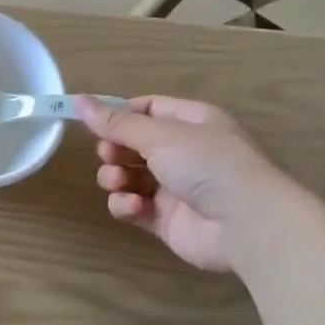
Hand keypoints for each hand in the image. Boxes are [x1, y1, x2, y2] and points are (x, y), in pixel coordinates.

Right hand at [77, 96, 281, 272]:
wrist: (246, 224)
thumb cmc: (207, 164)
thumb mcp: (159, 134)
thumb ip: (116, 122)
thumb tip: (78, 100)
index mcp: (190, 122)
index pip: (147, 109)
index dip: (119, 115)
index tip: (93, 123)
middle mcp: (184, 152)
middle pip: (133, 144)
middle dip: (114, 150)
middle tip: (110, 156)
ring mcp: (176, 188)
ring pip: (130, 177)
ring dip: (116, 177)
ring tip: (118, 182)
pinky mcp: (167, 220)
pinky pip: (135, 207)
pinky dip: (127, 205)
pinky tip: (133, 207)